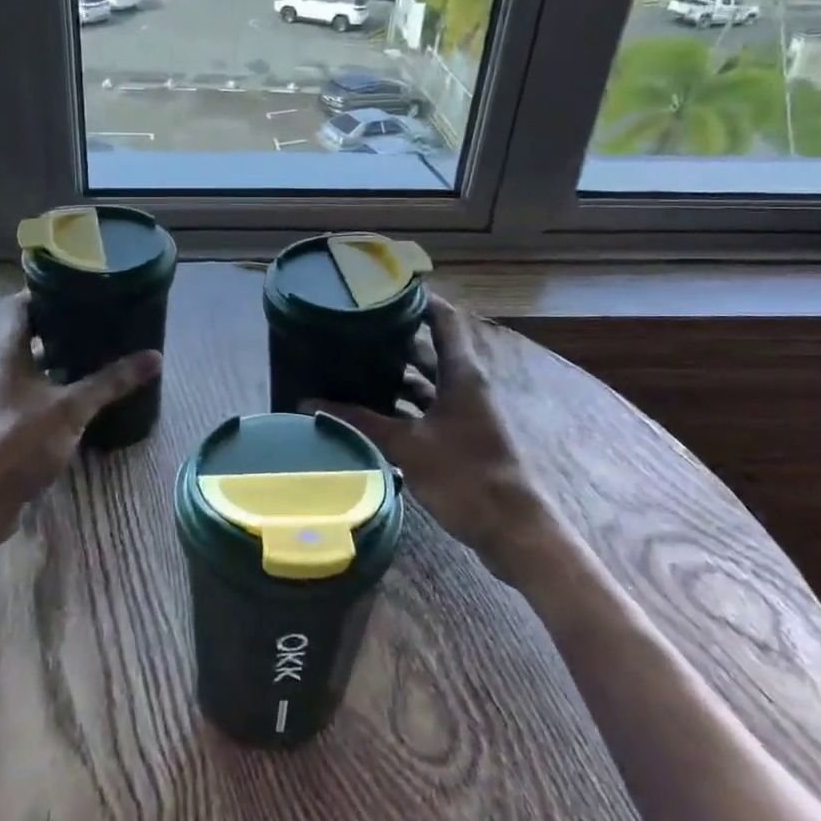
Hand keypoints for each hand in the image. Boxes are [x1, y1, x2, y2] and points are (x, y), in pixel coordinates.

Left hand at [0, 294, 161, 551]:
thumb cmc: (20, 442)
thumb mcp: (72, 408)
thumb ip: (111, 381)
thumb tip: (154, 357)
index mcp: (7, 353)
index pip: (21, 307)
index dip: (45, 293)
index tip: (79, 286)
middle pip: (28, 334)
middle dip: (60, 324)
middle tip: (97, 317)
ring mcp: (0, 397)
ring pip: (32, 364)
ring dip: (58, 355)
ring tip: (96, 349)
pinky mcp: (6, 421)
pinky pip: (33, 390)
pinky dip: (55, 383)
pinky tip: (81, 391)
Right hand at [306, 295, 553, 576]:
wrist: (512, 530)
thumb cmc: (465, 475)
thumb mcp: (407, 445)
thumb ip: (360, 421)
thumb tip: (309, 402)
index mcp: (461, 373)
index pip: (443, 319)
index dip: (418, 300)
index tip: (382, 290)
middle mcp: (464, 385)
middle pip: (429, 350)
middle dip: (394, 339)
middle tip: (354, 331)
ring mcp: (463, 412)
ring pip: (426, 383)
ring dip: (396, 376)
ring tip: (354, 367)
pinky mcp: (459, 437)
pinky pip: (426, 410)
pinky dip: (401, 407)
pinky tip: (371, 412)